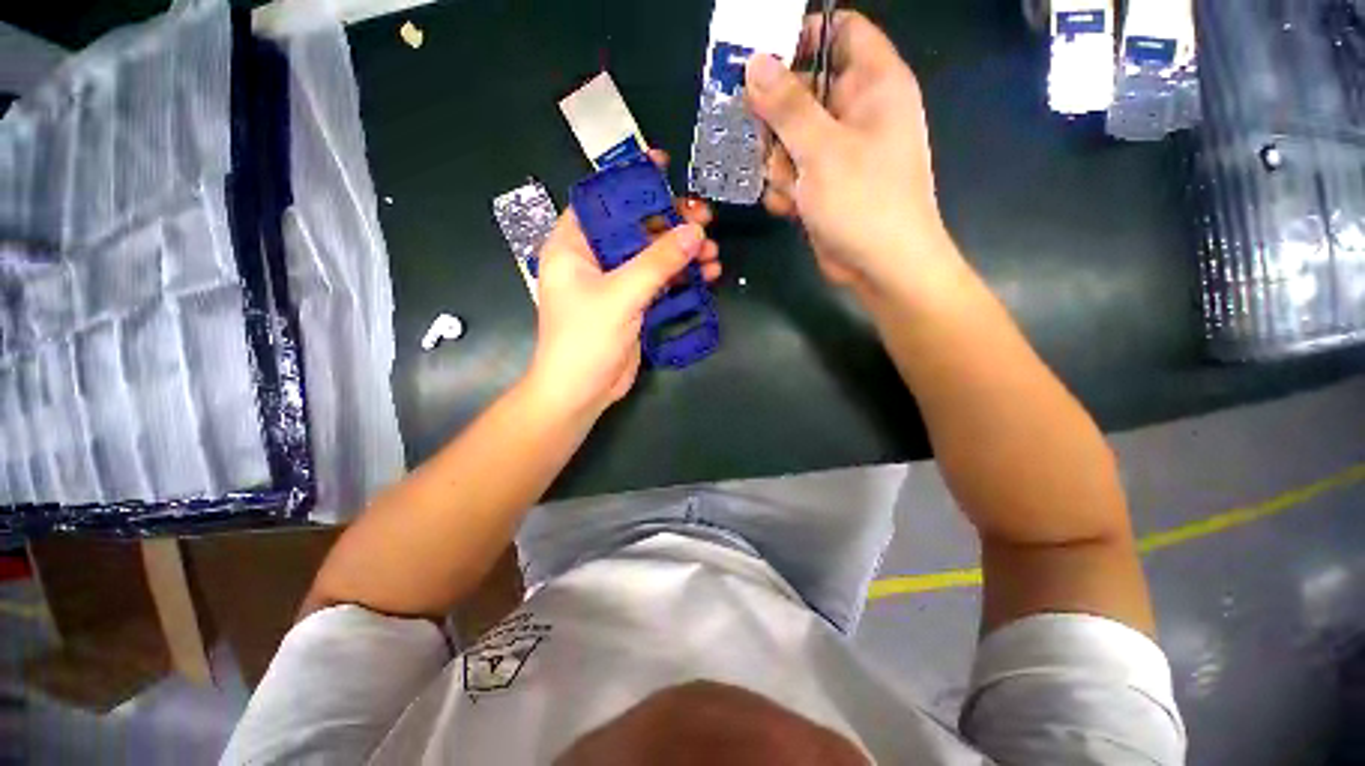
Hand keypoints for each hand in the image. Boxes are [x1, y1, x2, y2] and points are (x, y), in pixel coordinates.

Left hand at [526, 155, 720, 416]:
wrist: (581, 392)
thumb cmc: (585, 339)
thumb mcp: (620, 295)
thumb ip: (657, 262)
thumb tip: (696, 232)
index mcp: (573, 245)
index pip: (602, 199)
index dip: (632, 181)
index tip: (664, 166)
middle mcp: (593, 258)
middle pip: (635, 227)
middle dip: (671, 223)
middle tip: (705, 219)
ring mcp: (615, 283)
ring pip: (652, 256)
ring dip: (683, 254)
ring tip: (713, 254)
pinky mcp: (632, 304)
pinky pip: (660, 282)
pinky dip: (682, 278)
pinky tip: (707, 276)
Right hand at [745, 11, 955, 298]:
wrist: (881, 267)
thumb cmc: (864, 202)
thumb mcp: (822, 149)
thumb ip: (787, 106)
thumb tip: (755, 63)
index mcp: (874, 84)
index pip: (840, 31)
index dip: (802, 37)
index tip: (762, 58)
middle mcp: (857, 112)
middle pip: (802, 91)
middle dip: (778, 121)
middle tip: (768, 143)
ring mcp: (839, 151)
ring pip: (789, 138)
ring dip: (779, 164)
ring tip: (791, 187)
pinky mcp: (824, 184)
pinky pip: (792, 172)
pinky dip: (786, 189)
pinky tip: (791, 207)